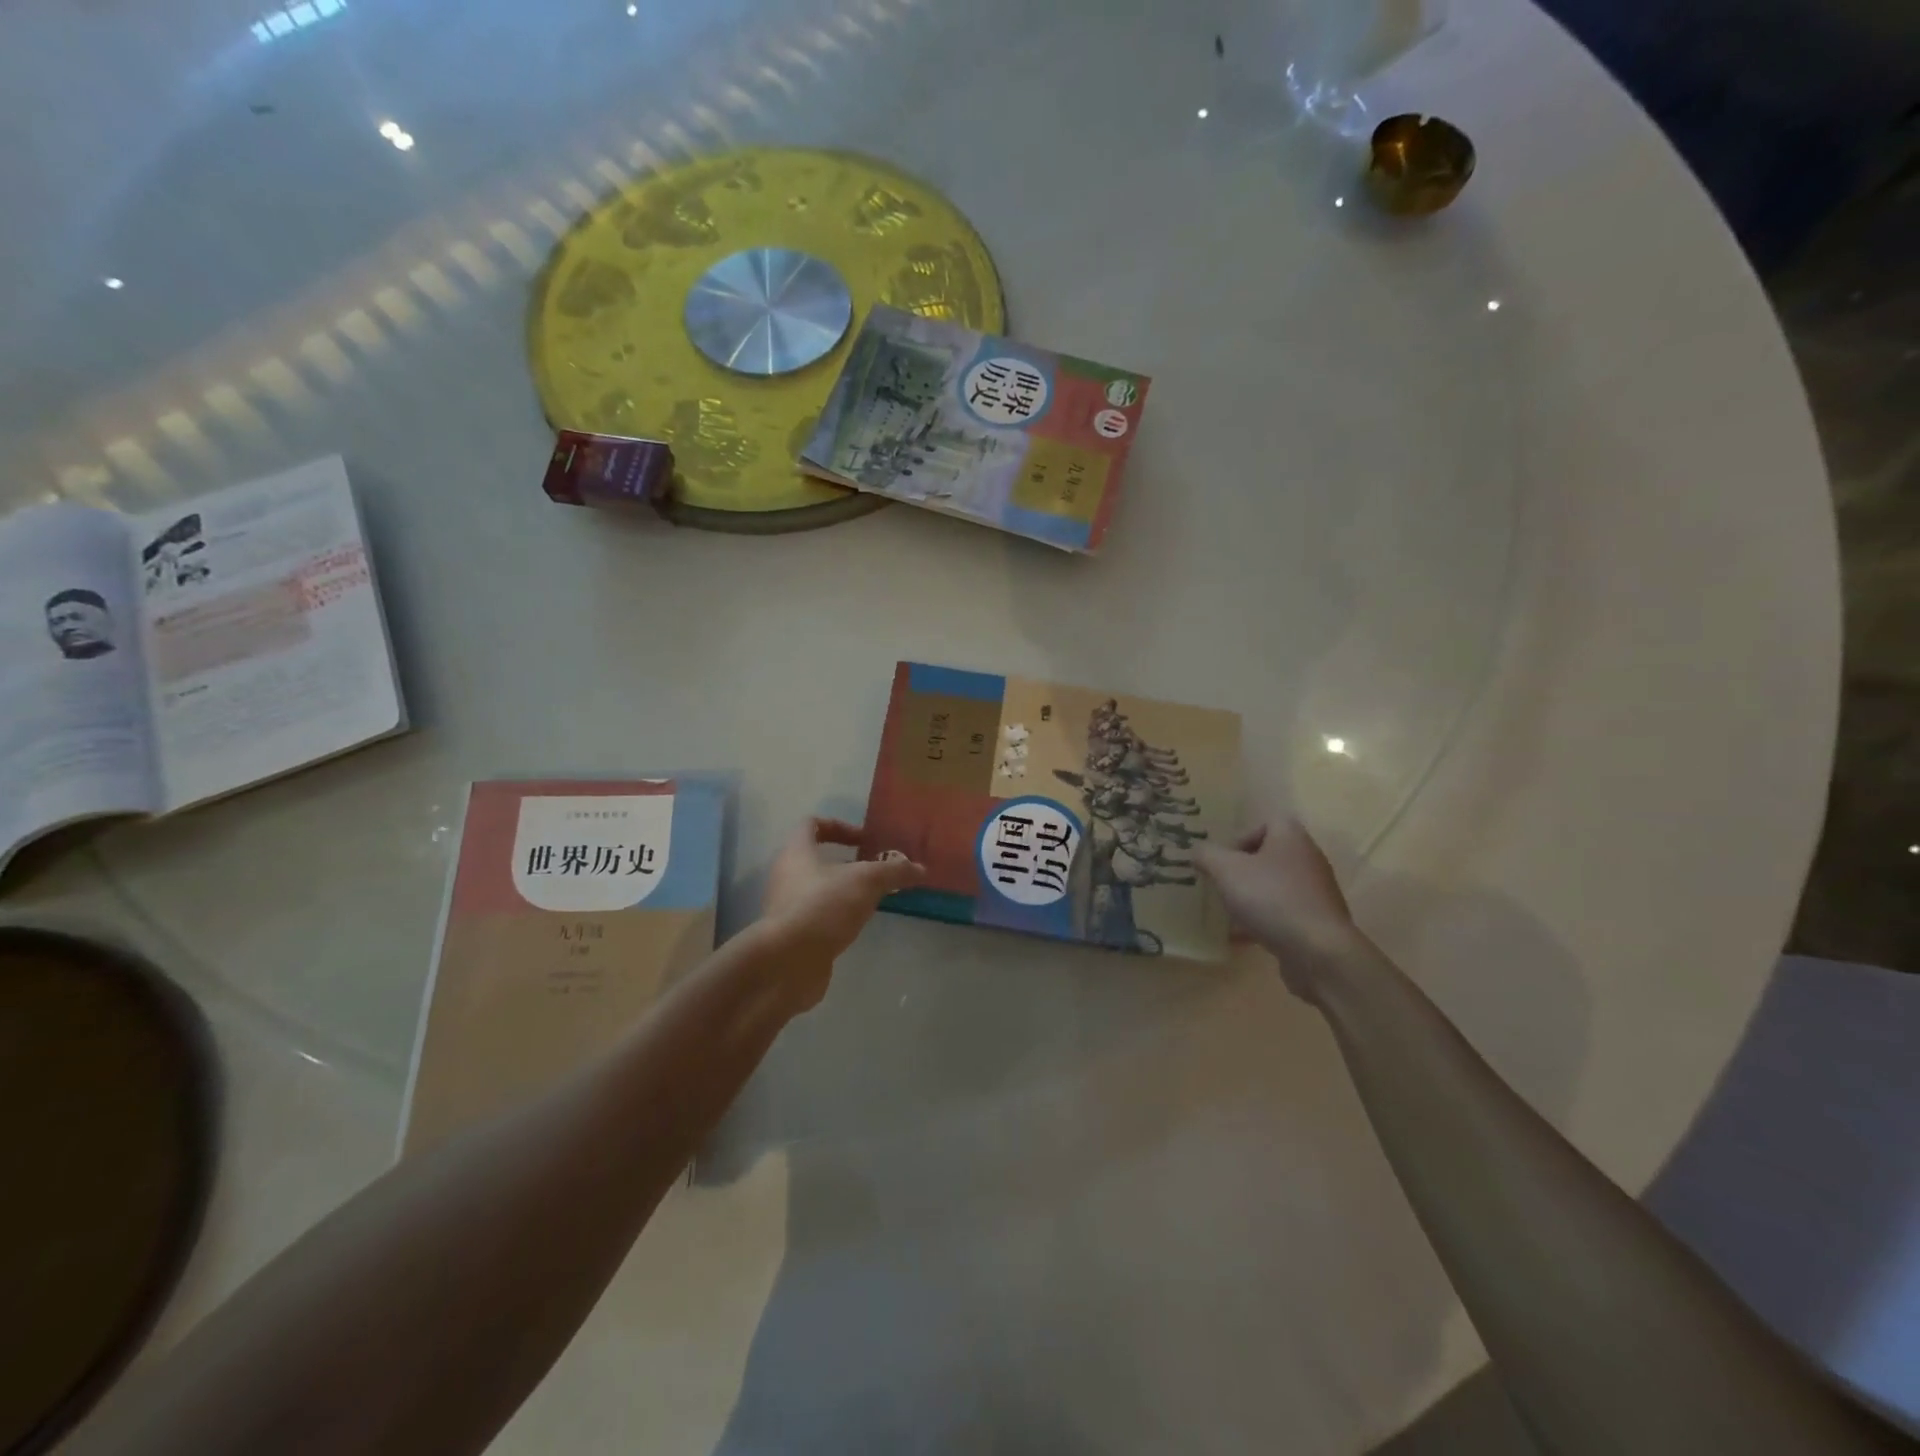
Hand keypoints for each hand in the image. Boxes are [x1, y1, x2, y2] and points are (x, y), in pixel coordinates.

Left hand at [759, 819, 924, 1009]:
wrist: (787, 962)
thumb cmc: (824, 906)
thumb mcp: (867, 881)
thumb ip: (894, 871)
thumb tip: (919, 868)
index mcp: (797, 852)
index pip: (812, 824)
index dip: (840, 826)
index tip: (865, 840)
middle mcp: (786, 875)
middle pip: (816, 858)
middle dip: (848, 863)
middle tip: (876, 872)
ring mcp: (786, 907)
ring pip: (818, 890)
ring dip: (844, 892)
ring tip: (873, 900)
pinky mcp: (792, 935)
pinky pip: (817, 917)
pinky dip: (837, 918)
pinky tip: (858, 926)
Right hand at [1193, 820, 1359, 1000]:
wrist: (1319, 952)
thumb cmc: (1271, 898)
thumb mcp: (1226, 870)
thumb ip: (1206, 854)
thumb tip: (1198, 850)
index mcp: (1291, 837)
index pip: (1265, 822)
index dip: (1240, 836)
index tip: (1223, 859)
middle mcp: (1308, 858)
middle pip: (1269, 855)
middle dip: (1242, 870)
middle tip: (1222, 884)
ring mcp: (1316, 891)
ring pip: (1275, 886)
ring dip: (1251, 897)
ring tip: (1229, 913)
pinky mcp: (1318, 921)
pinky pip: (1284, 913)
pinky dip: (1264, 921)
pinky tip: (1243, 938)